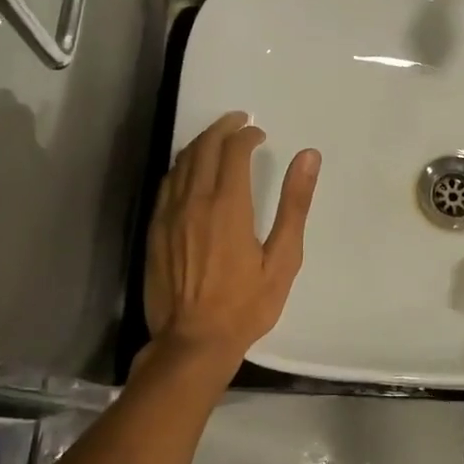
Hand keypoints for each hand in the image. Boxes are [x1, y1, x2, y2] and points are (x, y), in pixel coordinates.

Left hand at [143, 111, 318, 370]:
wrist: (193, 342)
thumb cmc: (246, 305)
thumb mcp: (283, 259)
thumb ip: (294, 205)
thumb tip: (308, 157)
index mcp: (228, 206)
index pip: (234, 151)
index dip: (247, 135)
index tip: (259, 134)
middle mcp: (194, 202)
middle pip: (203, 148)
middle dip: (222, 128)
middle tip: (239, 121)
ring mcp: (169, 215)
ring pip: (181, 163)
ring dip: (200, 144)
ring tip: (217, 139)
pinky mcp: (155, 230)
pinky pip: (166, 184)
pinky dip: (182, 167)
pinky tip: (190, 171)